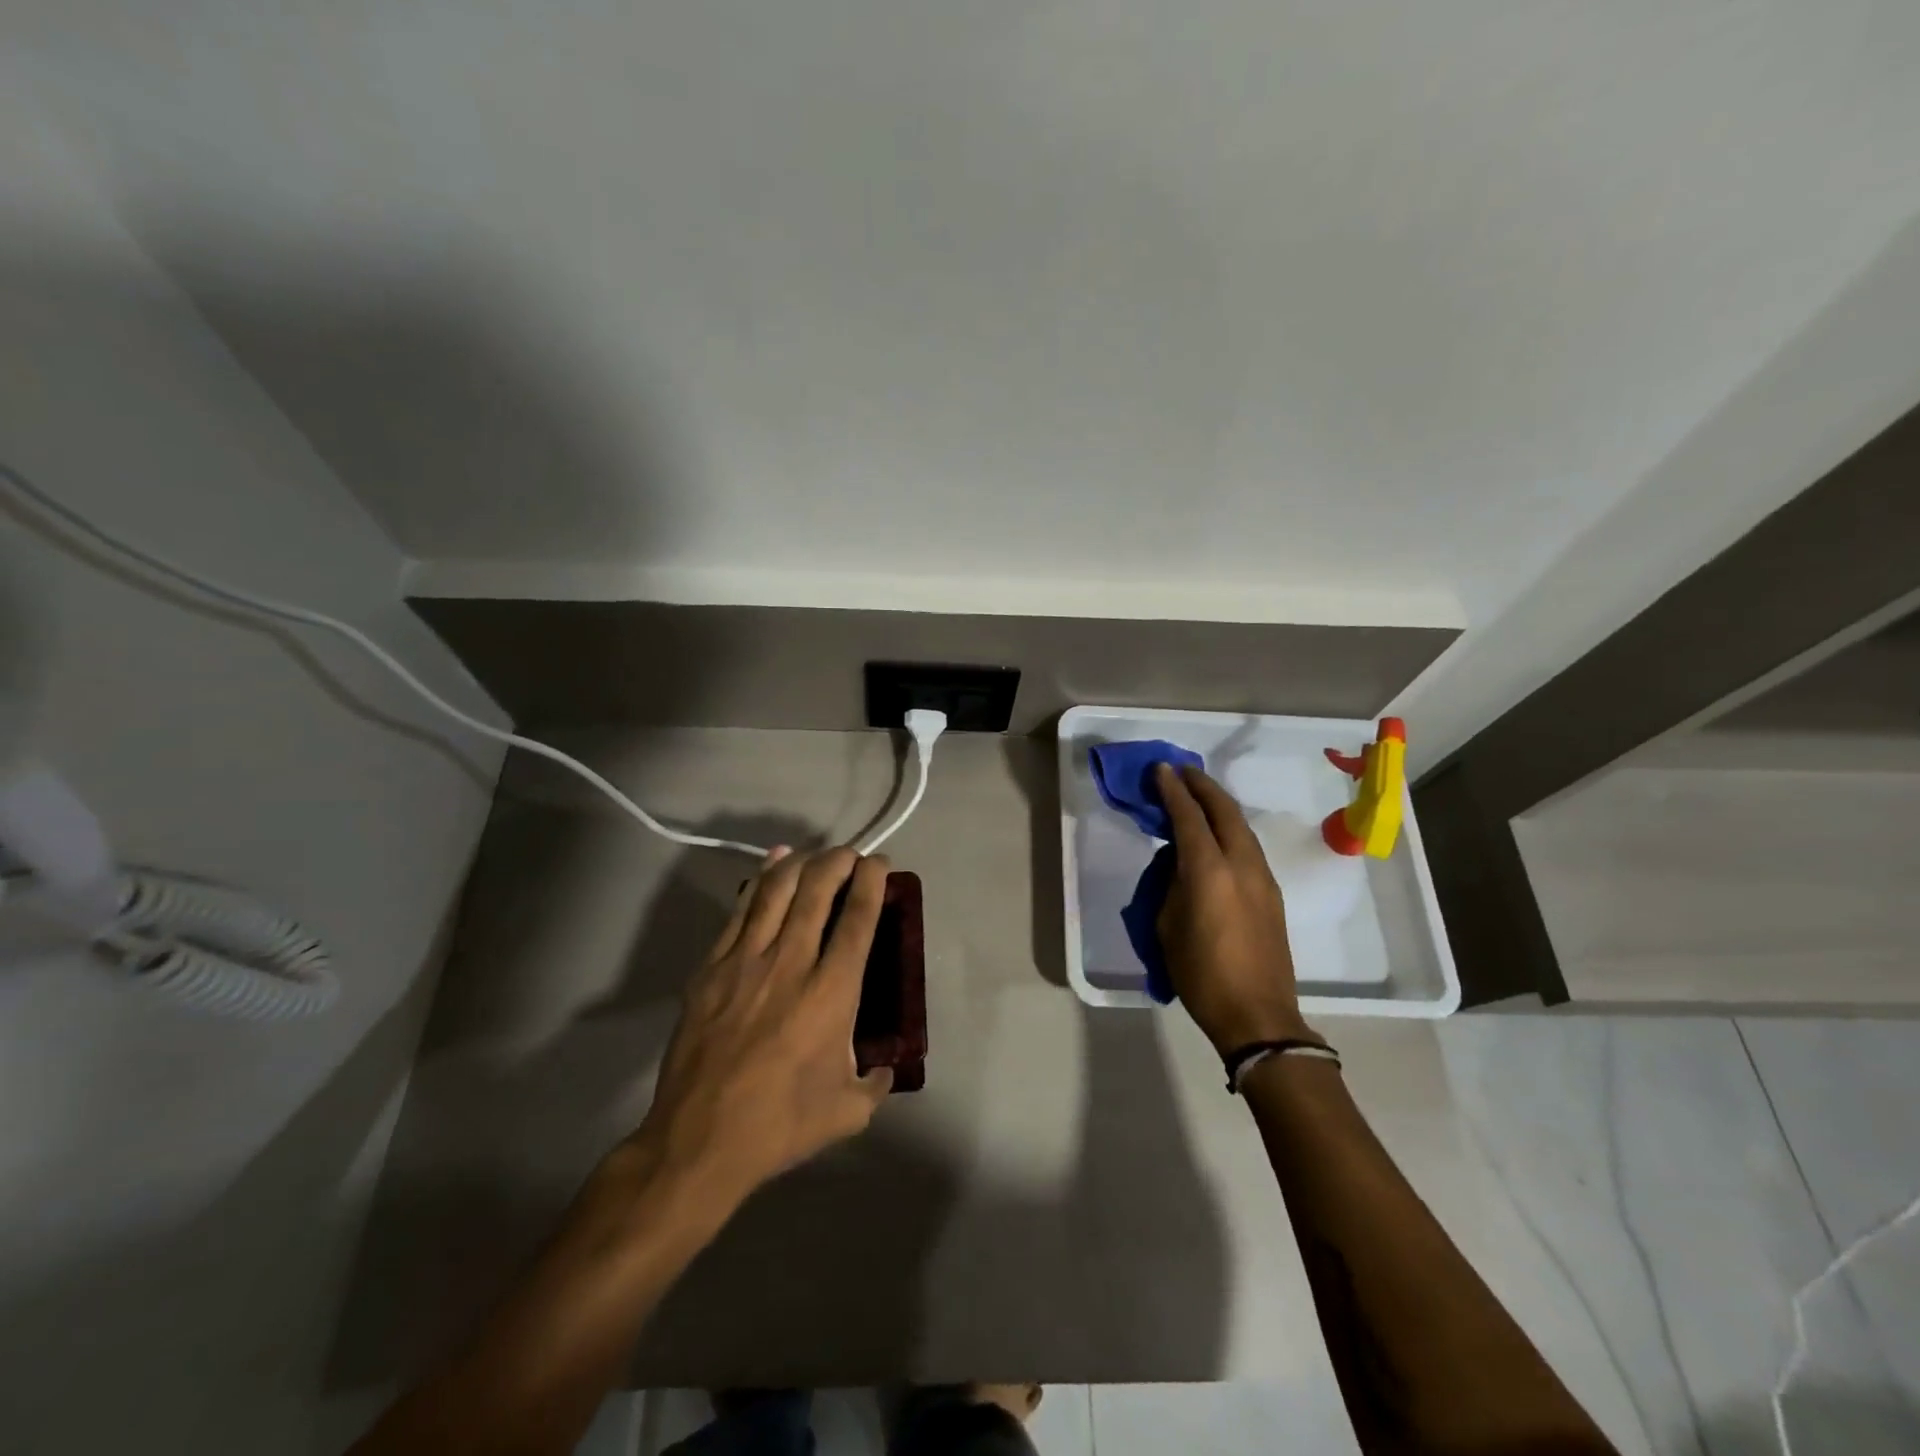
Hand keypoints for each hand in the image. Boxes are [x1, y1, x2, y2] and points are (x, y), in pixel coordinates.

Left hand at [628, 846, 893, 1209]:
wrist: (698, 1142)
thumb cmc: (780, 1125)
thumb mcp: (847, 1111)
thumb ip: (875, 1084)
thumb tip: (885, 1069)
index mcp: (832, 992)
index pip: (859, 918)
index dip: (872, 881)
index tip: (880, 863)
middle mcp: (792, 963)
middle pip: (817, 889)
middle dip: (838, 860)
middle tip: (849, 855)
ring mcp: (745, 961)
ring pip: (776, 890)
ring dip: (800, 863)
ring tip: (815, 854)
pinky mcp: (711, 968)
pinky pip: (739, 911)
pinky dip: (759, 881)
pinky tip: (771, 865)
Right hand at [1154, 763, 1319, 1054]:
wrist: (1257, 1015)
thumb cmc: (1201, 973)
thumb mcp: (1168, 925)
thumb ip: (1173, 884)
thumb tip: (1180, 864)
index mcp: (1209, 871)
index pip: (1189, 817)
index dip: (1172, 790)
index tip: (1160, 769)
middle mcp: (1241, 864)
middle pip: (1224, 810)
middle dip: (1202, 786)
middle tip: (1181, 771)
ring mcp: (1262, 877)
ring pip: (1241, 826)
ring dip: (1219, 805)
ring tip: (1198, 795)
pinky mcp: (1272, 893)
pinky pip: (1248, 846)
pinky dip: (1230, 828)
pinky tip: (1217, 833)